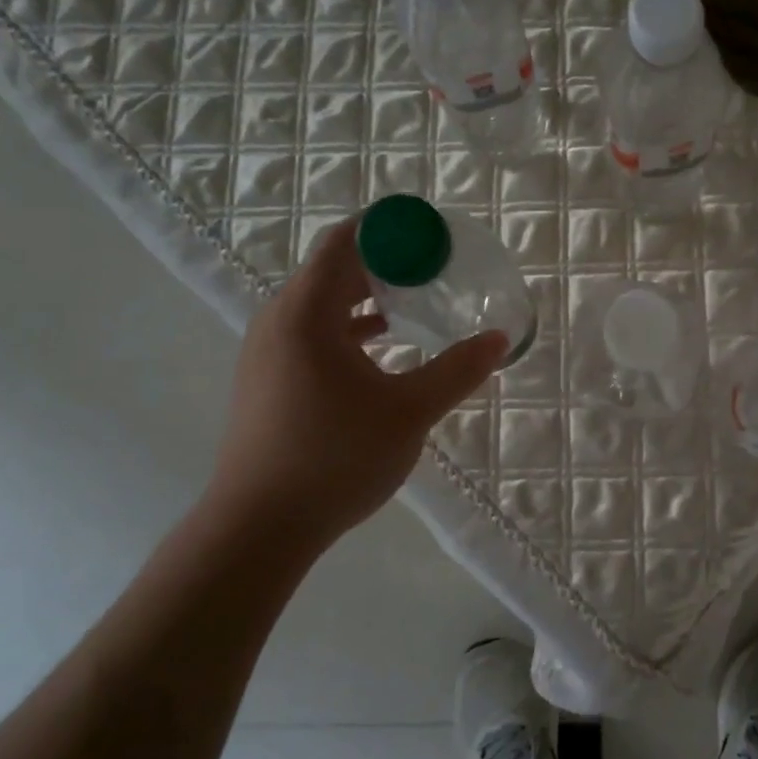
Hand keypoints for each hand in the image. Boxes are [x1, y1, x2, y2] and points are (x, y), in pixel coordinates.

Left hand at [206, 216, 505, 544]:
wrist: (258, 528)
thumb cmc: (335, 458)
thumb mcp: (409, 412)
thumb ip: (457, 370)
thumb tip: (499, 339)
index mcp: (307, 313)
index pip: (345, 242)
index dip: (389, 230)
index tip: (432, 236)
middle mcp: (279, 321)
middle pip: (333, 269)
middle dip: (385, 263)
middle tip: (434, 269)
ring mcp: (268, 352)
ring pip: (322, 303)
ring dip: (367, 297)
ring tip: (413, 304)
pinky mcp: (267, 380)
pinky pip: (312, 332)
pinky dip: (349, 328)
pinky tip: (382, 348)